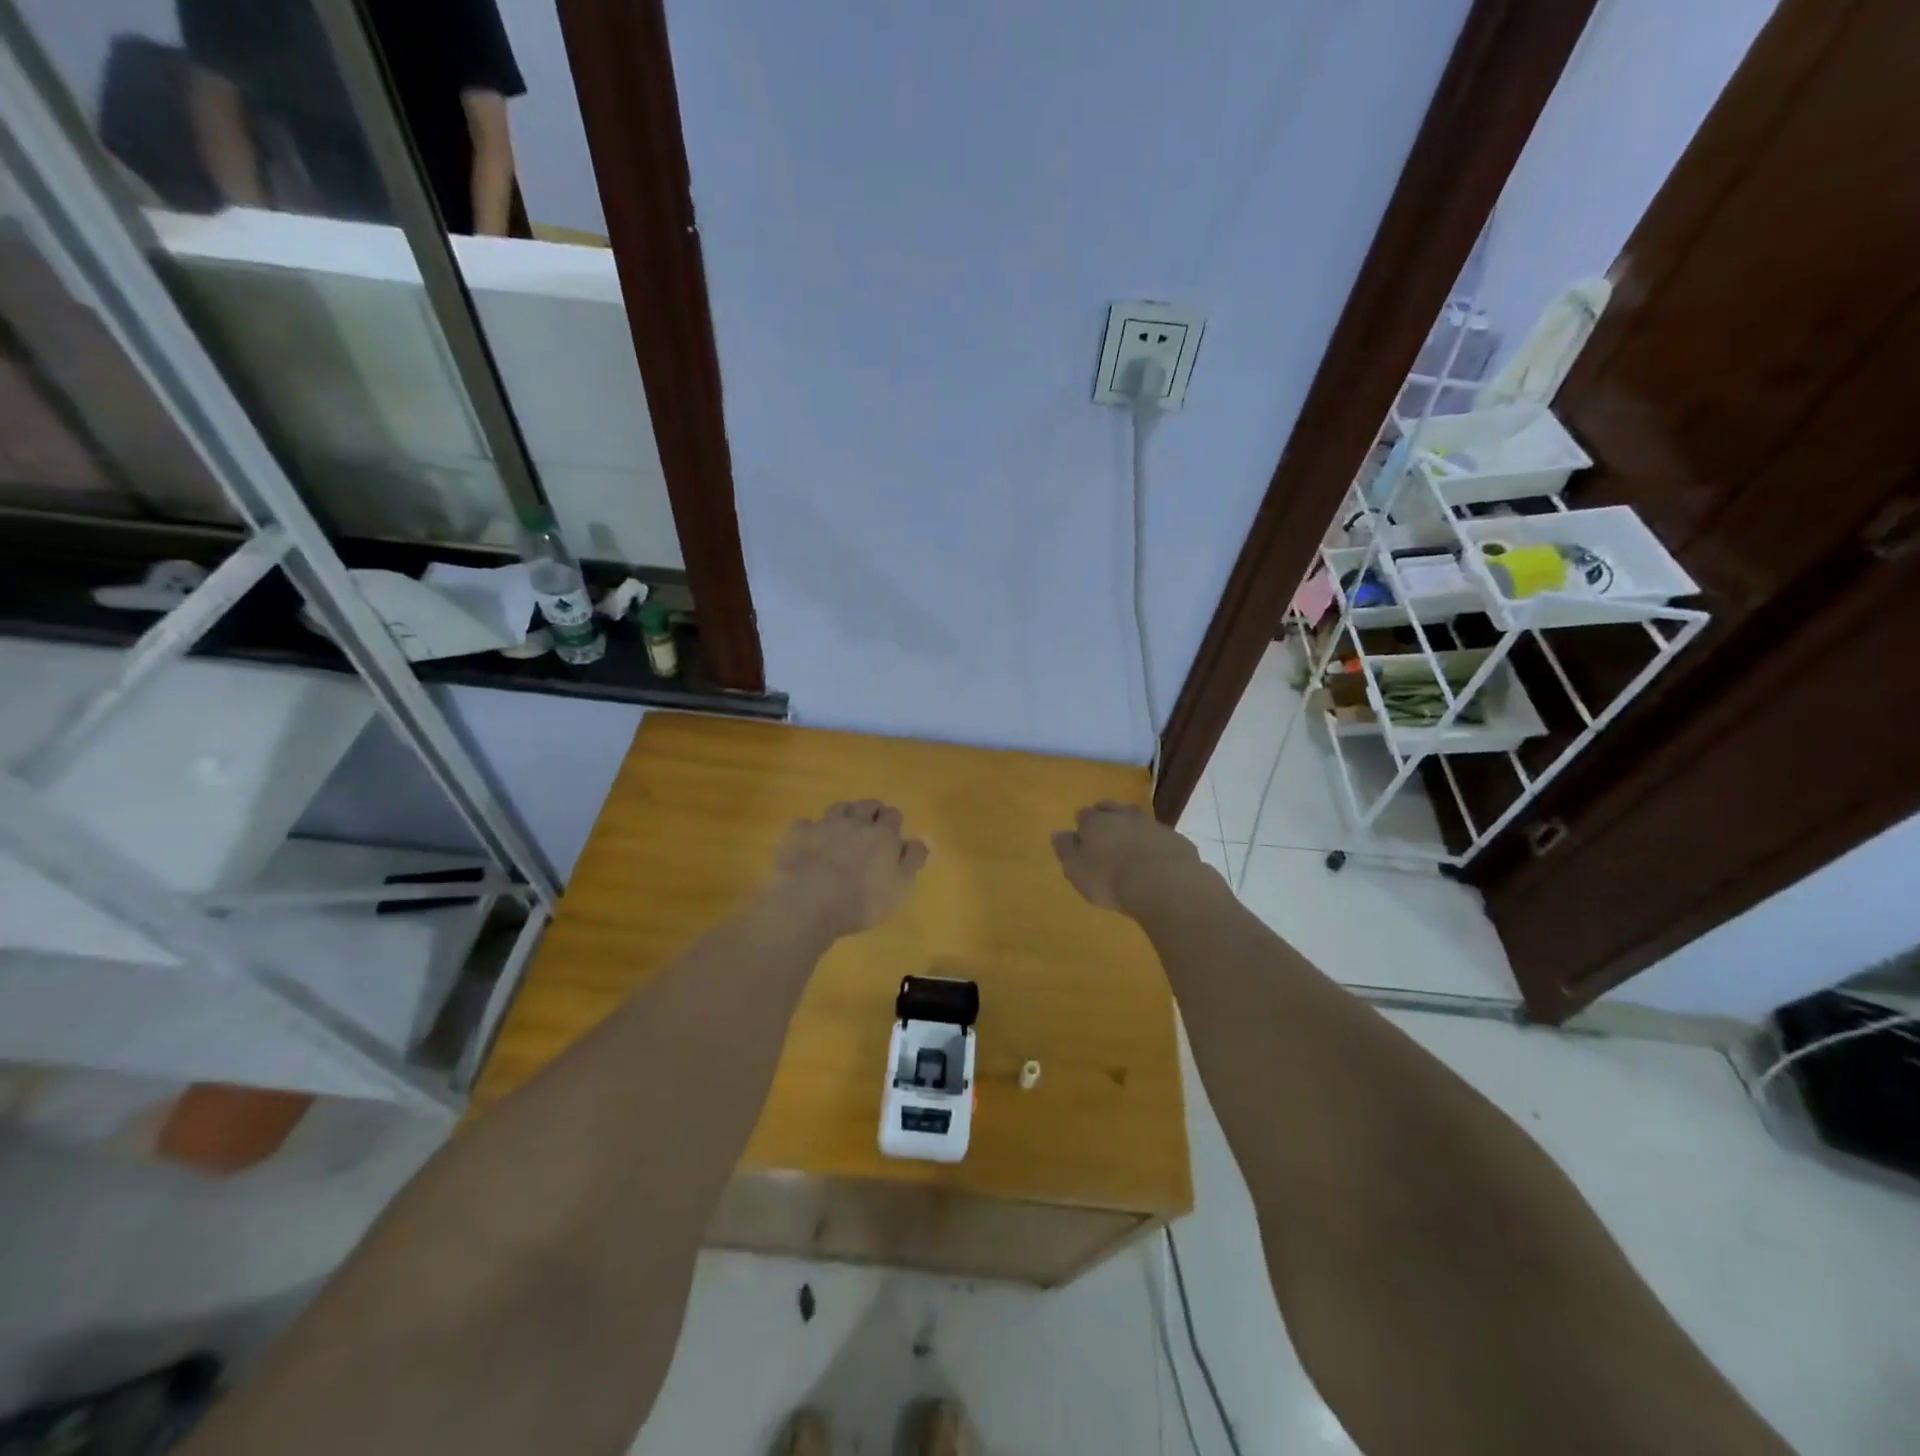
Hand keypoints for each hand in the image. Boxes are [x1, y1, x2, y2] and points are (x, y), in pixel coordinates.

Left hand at [764, 800, 929, 940]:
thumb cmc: (860, 901)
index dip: (893, 822)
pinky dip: (811, 829)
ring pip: (838, 808)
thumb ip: (912, 861)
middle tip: (870, 828)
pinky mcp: (797, 834)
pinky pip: (806, 824)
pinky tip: (810, 842)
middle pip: (866, 805)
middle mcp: (855, 823)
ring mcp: (824, 825)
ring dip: (844, 815)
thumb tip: (923, 840)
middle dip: (871, 812)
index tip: (892, 834)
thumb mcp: (899, 888)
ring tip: (843, 830)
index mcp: (882, 835)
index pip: (893, 814)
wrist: (807, 903)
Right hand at [1052, 800, 1206, 915]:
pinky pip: (1159, 837)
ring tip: (1130, 848)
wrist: (1165, 885)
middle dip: (1107, 818)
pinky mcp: (1175, 839)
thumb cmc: (1111, 879)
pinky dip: (1154, 844)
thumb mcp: (1077, 870)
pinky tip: (1155, 861)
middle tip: (1105, 836)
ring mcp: (1152, 825)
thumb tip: (1058, 833)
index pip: (1083, 815)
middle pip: (1111, 809)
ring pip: (1137, 820)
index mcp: (1095, 822)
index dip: (1082, 826)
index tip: (1082, 839)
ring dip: (1132, 830)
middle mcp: (1123, 816)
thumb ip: (1066, 850)